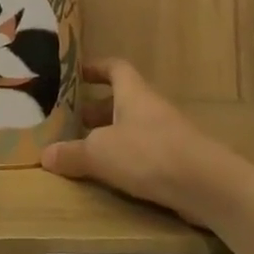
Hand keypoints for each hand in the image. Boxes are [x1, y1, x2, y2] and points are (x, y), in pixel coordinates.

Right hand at [41, 58, 237, 225]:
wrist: (208, 185)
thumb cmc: (149, 154)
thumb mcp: (100, 153)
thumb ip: (72, 153)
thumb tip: (45, 155)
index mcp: (133, 93)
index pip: (115, 67)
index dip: (96, 68)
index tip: (76, 73)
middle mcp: (151, 107)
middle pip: (122, 99)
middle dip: (97, 108)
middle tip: (72, 120)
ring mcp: (168, 134)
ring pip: (133, 127)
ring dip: (111, 135)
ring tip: (87, 150)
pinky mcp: (178, 160)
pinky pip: (146, 151)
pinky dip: (128, 158)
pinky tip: (114, 175)